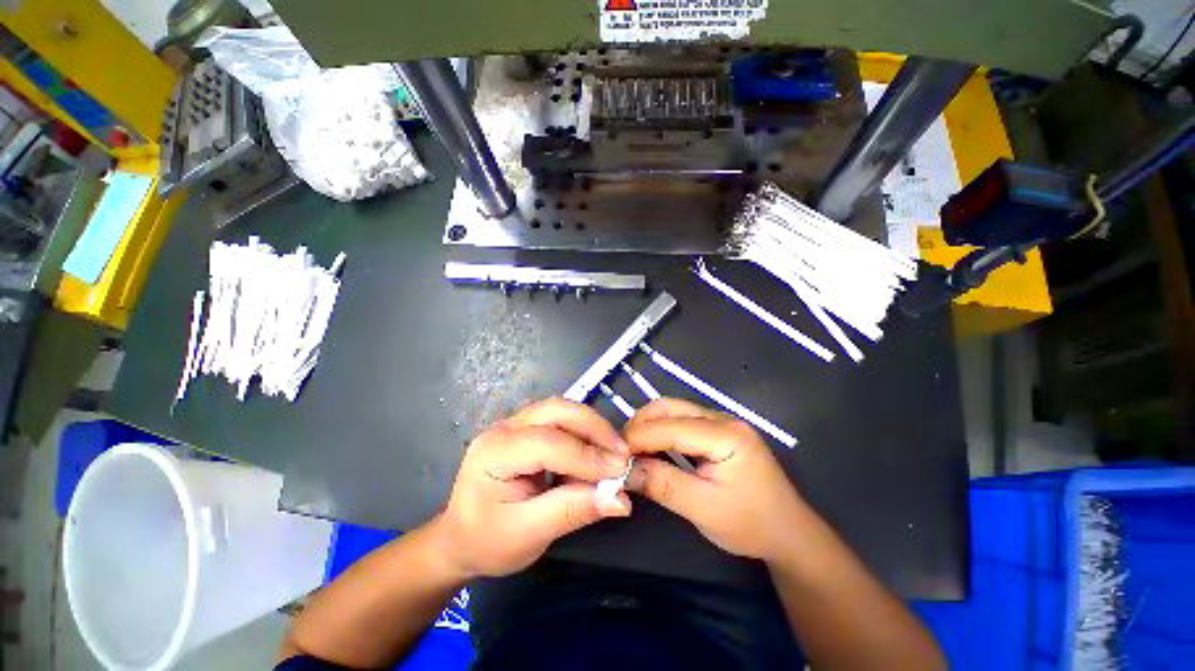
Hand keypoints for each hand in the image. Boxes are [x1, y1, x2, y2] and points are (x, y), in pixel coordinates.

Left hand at [431, 398, 632, 578]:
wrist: (460, 540)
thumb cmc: (487, 541)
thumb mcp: (528, 534)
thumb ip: (573, 511)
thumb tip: (621, 499)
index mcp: (494, 452)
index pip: (546, 442)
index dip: (586, 456)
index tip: (619, 471)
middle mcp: (504, 428)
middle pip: (556, 411)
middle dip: (593, 428)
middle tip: (622, 453)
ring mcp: (516, 424)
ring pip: (561, 410)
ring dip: (592, 427)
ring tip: (614, 452)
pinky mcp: (527, 429)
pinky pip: (561, 421)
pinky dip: (584, 433)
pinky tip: (596, 453)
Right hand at [625, 398, 809, 562]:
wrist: (788, 534)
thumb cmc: (750, 524)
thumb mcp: (703, 509)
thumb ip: (662, 484)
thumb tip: (623, 470)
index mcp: (726, 434)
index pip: (670, 427)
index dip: (637, 438)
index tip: (611, 455)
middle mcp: (723, 418)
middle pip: (670, 408)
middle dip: (640, 425)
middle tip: (619, 450)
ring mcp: (721, 421)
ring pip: (673, 410)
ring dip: (648, 425)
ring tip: (630, 449)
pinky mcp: (717, 430)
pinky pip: (681, 420)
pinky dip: (660, 430)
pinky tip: (651, 448)